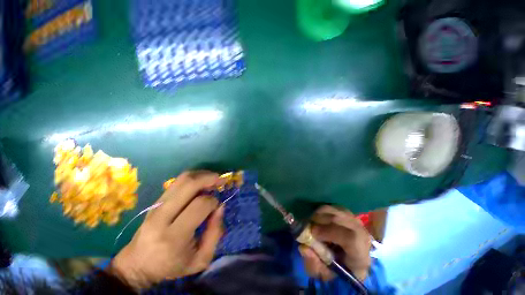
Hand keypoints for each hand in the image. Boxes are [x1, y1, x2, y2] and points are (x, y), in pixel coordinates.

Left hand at [109, 171, 225, 289]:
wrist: (138, 264)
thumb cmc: (172, 265)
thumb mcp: (201, 259)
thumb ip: (215, 233)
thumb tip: (220, 207)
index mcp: (174, 236)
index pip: (200, 205)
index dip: (214, 202)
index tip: (217, 206)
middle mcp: (162, 217)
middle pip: (189, 185)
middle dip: (210, 178)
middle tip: (222, 180)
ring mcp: (156, 206)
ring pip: (182, 179)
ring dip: (202, 175)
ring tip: (213, 179)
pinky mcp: (155, 201)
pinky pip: (177, 182)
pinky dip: (193, 177)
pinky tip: (202, 181)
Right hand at [299, 206, 370, 281]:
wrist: (352, 260)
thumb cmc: (338, 268)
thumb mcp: (326, 274)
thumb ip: (314, 264)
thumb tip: (303, 248)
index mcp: (361, 253)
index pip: (349, 238)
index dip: (328, 232)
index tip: (313, 233)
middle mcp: (360, 232)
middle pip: (337, 219)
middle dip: (318, 221)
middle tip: (307, 227)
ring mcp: (354, 219)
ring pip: (332, 210)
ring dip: (318, 215)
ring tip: (312, 224)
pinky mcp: (347, 212)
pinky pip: (330, 207)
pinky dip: (321, 212)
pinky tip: (319, 220)